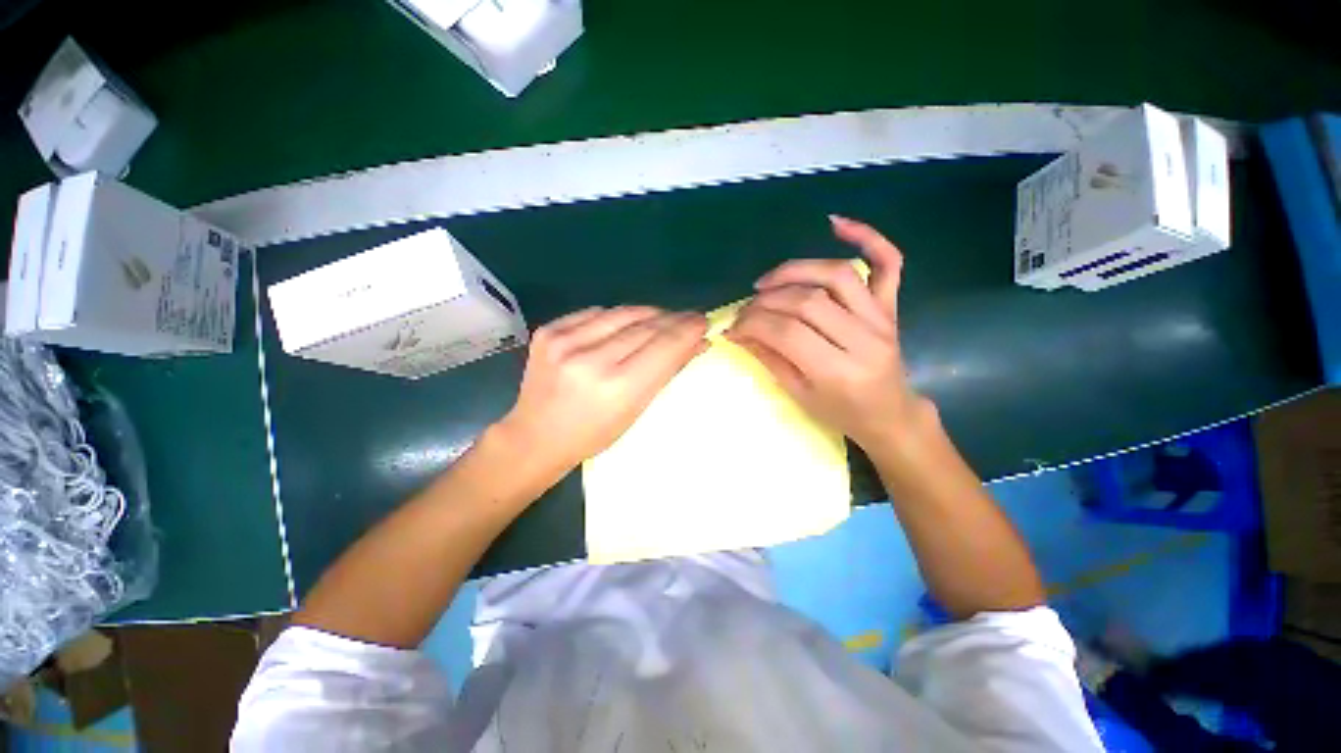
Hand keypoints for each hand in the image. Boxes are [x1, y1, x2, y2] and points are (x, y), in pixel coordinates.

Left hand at [497, 306, 708, 475]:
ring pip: (623, 312)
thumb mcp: (636, 410)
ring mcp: (566, 341)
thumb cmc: (593, 434)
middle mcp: (591, 359)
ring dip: (649, 313)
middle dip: (673, 319)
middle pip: (646, 326)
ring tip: (662, 319)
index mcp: (618, 387)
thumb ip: (666, 371)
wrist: (535, 436)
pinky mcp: (549, 330)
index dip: (687, 329)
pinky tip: (625, 324)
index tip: (703, 321)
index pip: (665, 345)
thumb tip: (696, 343)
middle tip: (689, 318)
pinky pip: (596, 312)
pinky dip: (617, 316)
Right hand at [726, 216, 930, 455]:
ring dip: (795, 271)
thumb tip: (738, 332)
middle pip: (808, 301)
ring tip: (767, 282)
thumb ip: (769, 358)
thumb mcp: (799, 394)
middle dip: (767, 301)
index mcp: (839, 371)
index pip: (787, 333)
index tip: (733, 325)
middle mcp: (864, 339)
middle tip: (746, 308)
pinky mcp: (890, 306)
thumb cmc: (841, 413)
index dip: (753, 324)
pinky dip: (867, 237)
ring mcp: (881, 318)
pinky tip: (836, 224)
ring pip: (837, 275)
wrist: (889, 414)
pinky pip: (888, 263)